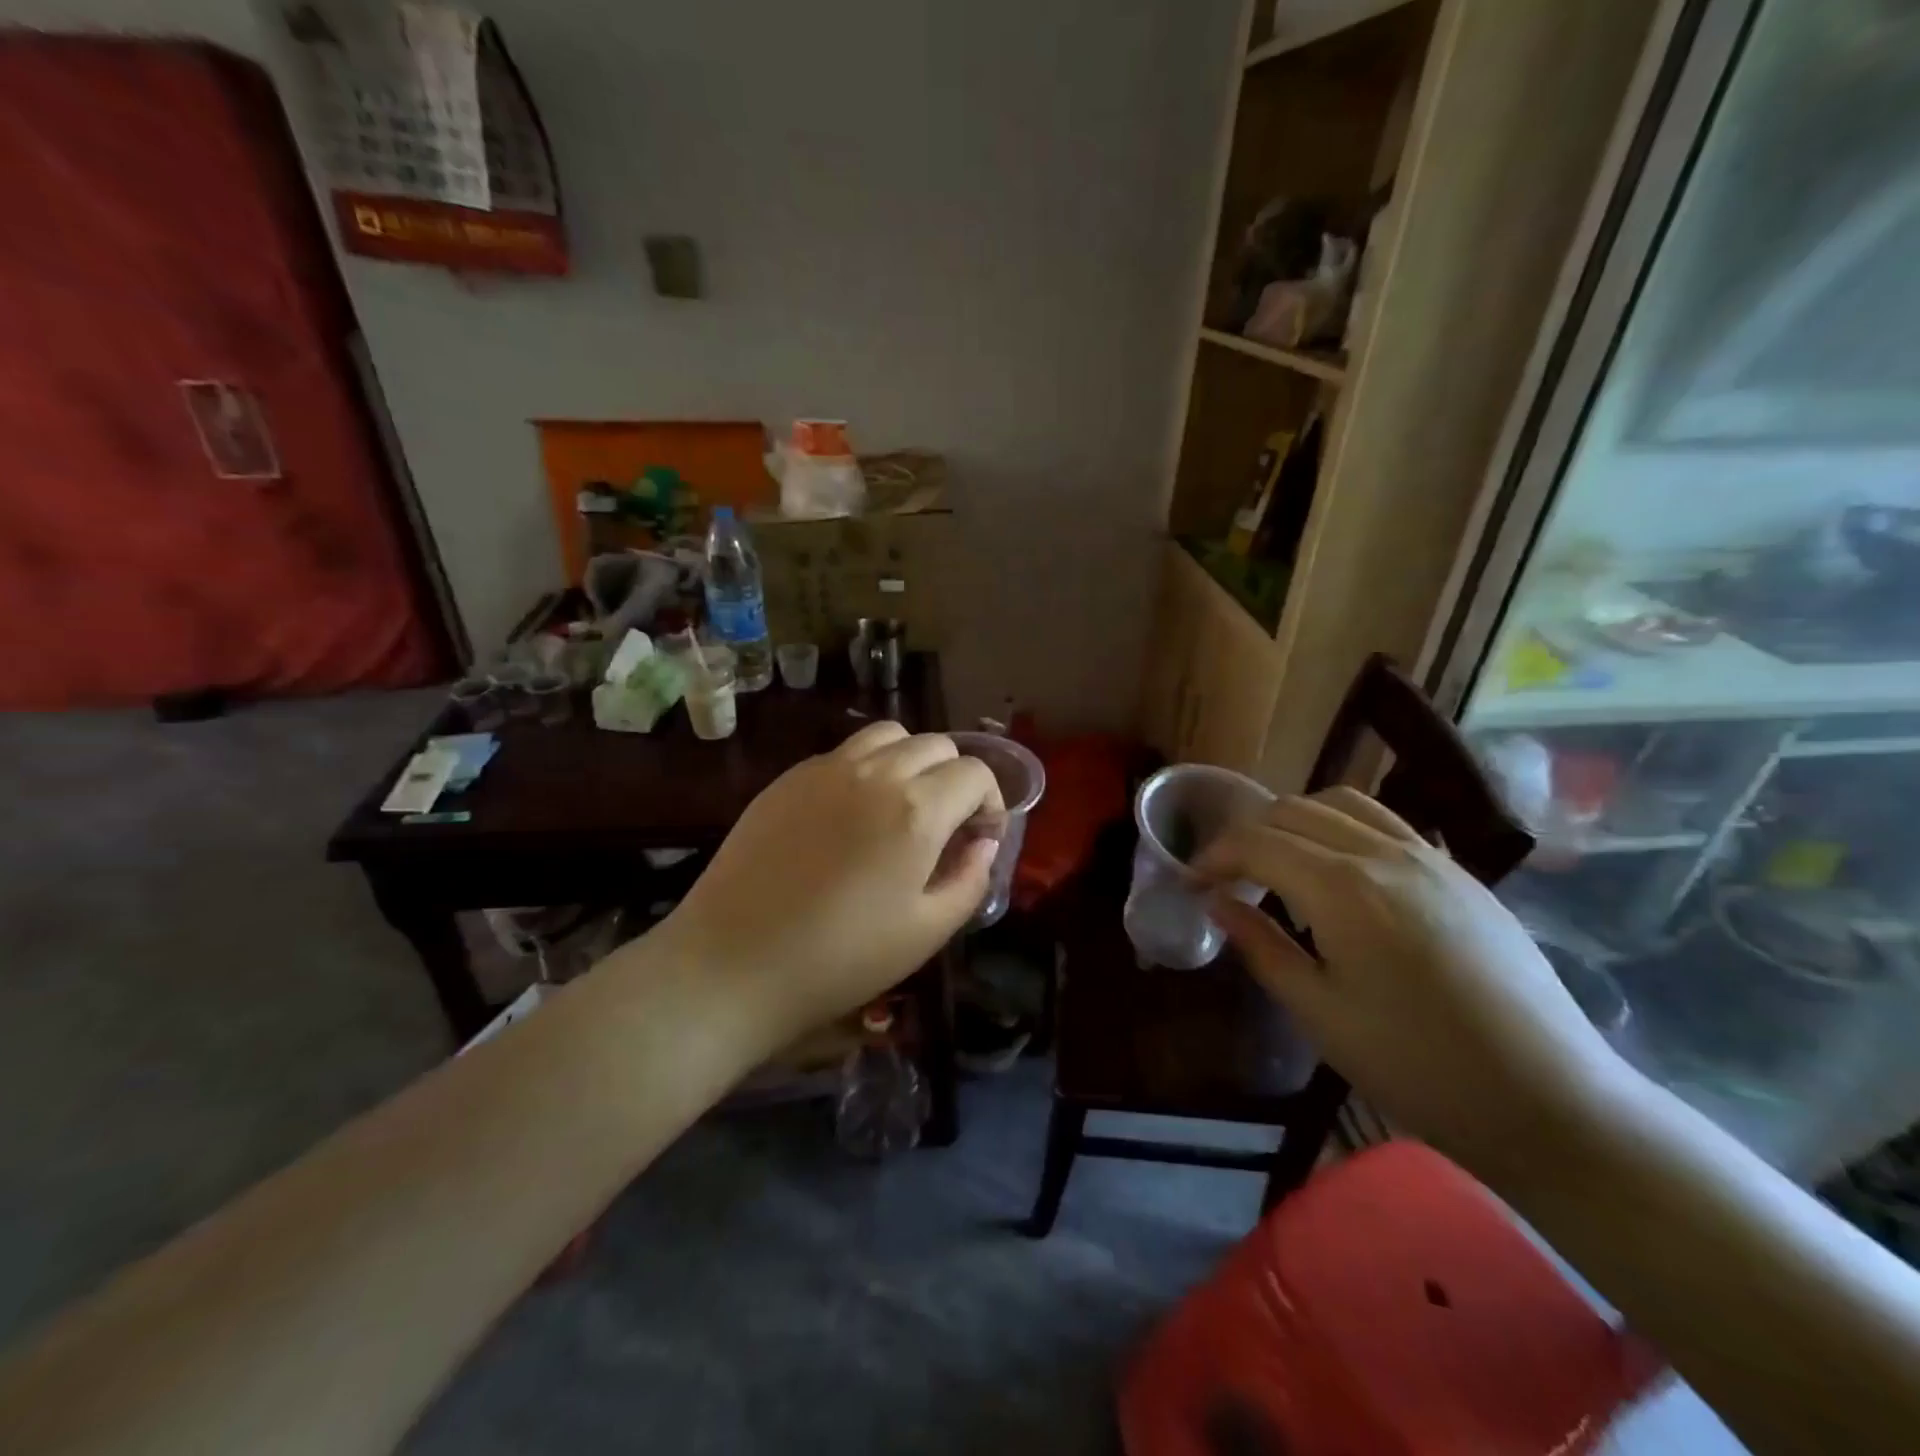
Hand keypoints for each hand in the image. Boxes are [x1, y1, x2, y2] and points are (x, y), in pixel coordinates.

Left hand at [647, 722, 1003, 1041]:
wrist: (731, 964)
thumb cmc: (839, 959)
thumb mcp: (926, 932)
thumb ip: (970, 879)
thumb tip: (983, 844)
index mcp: (916, 809)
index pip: (974, 773)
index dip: (990, 802)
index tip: (980, 838)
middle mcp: (875, 772)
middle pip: (936, 745)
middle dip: (955, 778)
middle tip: (947, 825)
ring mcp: (825, 769)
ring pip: (888, 735)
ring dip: (911, 761)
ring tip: (902, 807)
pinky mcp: (787, 778)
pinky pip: (844, 753)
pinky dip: (867, 768)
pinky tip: (852, 815)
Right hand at [1194, 787, 1632, 1175]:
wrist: (1550, 1101)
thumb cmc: (1417, 1066)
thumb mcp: (1319, 1013)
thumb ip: (1261, 947)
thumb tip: (1217, 902)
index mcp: (1343, 889)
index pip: (1257, 843)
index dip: (1214, 856)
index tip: (1191, 882)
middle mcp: (1384, 854)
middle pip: (1294, 811)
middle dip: (1248, 834)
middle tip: (1228, 876)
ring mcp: (1431, 858)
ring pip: (1343, 803)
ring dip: (1296, 821)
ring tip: (1280, 861)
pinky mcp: (1461, 874)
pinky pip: (1387, 823)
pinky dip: (1343, 827)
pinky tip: (1341, 872)